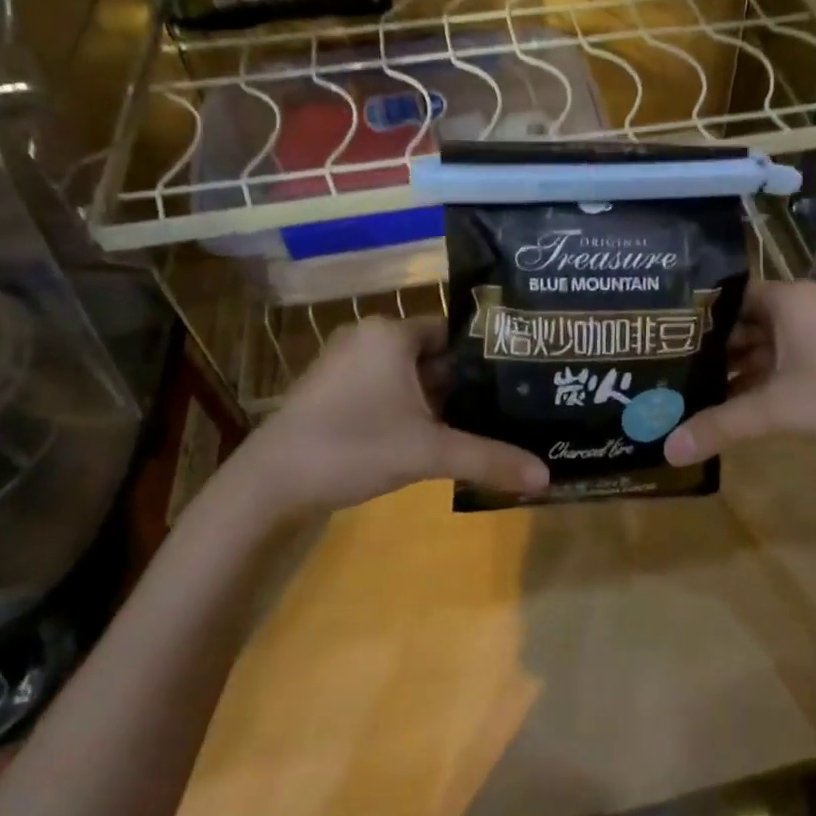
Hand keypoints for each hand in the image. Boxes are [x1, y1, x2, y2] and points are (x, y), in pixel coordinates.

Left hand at [218, 317, 547, 517]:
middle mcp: (368, 337)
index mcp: (390, 333)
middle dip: (465, 382)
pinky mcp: (332, 392)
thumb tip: (546, 477)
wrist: (269, 484)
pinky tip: (434, 436)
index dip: (485, 355)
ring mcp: (345, 365)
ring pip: (409, 375)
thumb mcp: (428, 452)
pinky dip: (410, 408)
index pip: (454, 331)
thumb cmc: (353, 447)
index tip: (518, 377)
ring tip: (481, 422)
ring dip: (437, 399)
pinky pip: (385, 389)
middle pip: (433, 355)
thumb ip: (488, 459)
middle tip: (508, 404)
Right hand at [662, 281, 815, 469]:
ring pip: (762, 344)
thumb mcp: (779, 410)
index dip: (693, 317)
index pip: (726, 296)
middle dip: (708, 348)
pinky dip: (757, 378)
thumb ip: (721, 425)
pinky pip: (781, 360)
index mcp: (788, 299)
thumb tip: (666, 449)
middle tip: (664, 368)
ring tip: (687, 389)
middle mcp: (801, 307)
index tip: (657, 337)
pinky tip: (730, 403)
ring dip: (732, 367)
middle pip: (742, 321)